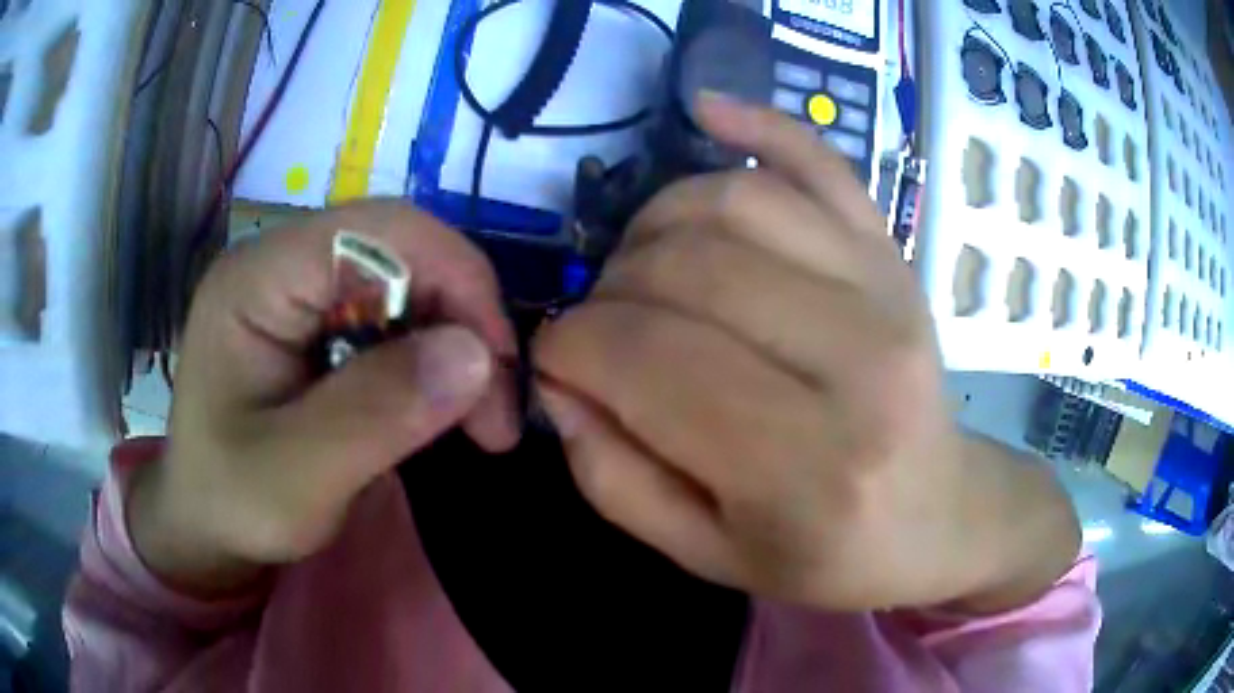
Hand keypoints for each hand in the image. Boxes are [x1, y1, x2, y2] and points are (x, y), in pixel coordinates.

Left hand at [129, 201, 519, 594]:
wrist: (204, 525)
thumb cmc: (232, 506)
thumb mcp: (296, 479)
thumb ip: (375, 414)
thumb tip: (477, 353)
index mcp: (257, 278)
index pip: (378, 230)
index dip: (455, 278)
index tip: (500, 367)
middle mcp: (279, 262)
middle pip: (400, 249)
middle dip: (463, 319)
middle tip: (498, 410)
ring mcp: (297, 288)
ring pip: (407, 281)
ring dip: (455, 342)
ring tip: (478, 416)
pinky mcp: (314, 319)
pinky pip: (393, 314)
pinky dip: (432, 355)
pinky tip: (439, 401)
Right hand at [534, 97, 1078, 612]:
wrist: (941, 515)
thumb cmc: (830, 556)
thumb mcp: (709, 555)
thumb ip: (615, 480)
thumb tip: (559, 382)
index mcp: (808, 468)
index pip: (649, 362)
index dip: (570, 347)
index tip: (554, 358)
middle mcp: (858, 363)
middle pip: (685, 271)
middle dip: (606, 292)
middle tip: (600, 327)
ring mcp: (887, 289)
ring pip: (732, 205)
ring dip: (653, 224)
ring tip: (642, 269)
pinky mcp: (894, 254)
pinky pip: (821, 161)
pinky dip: (758, 125)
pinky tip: (706, 110)